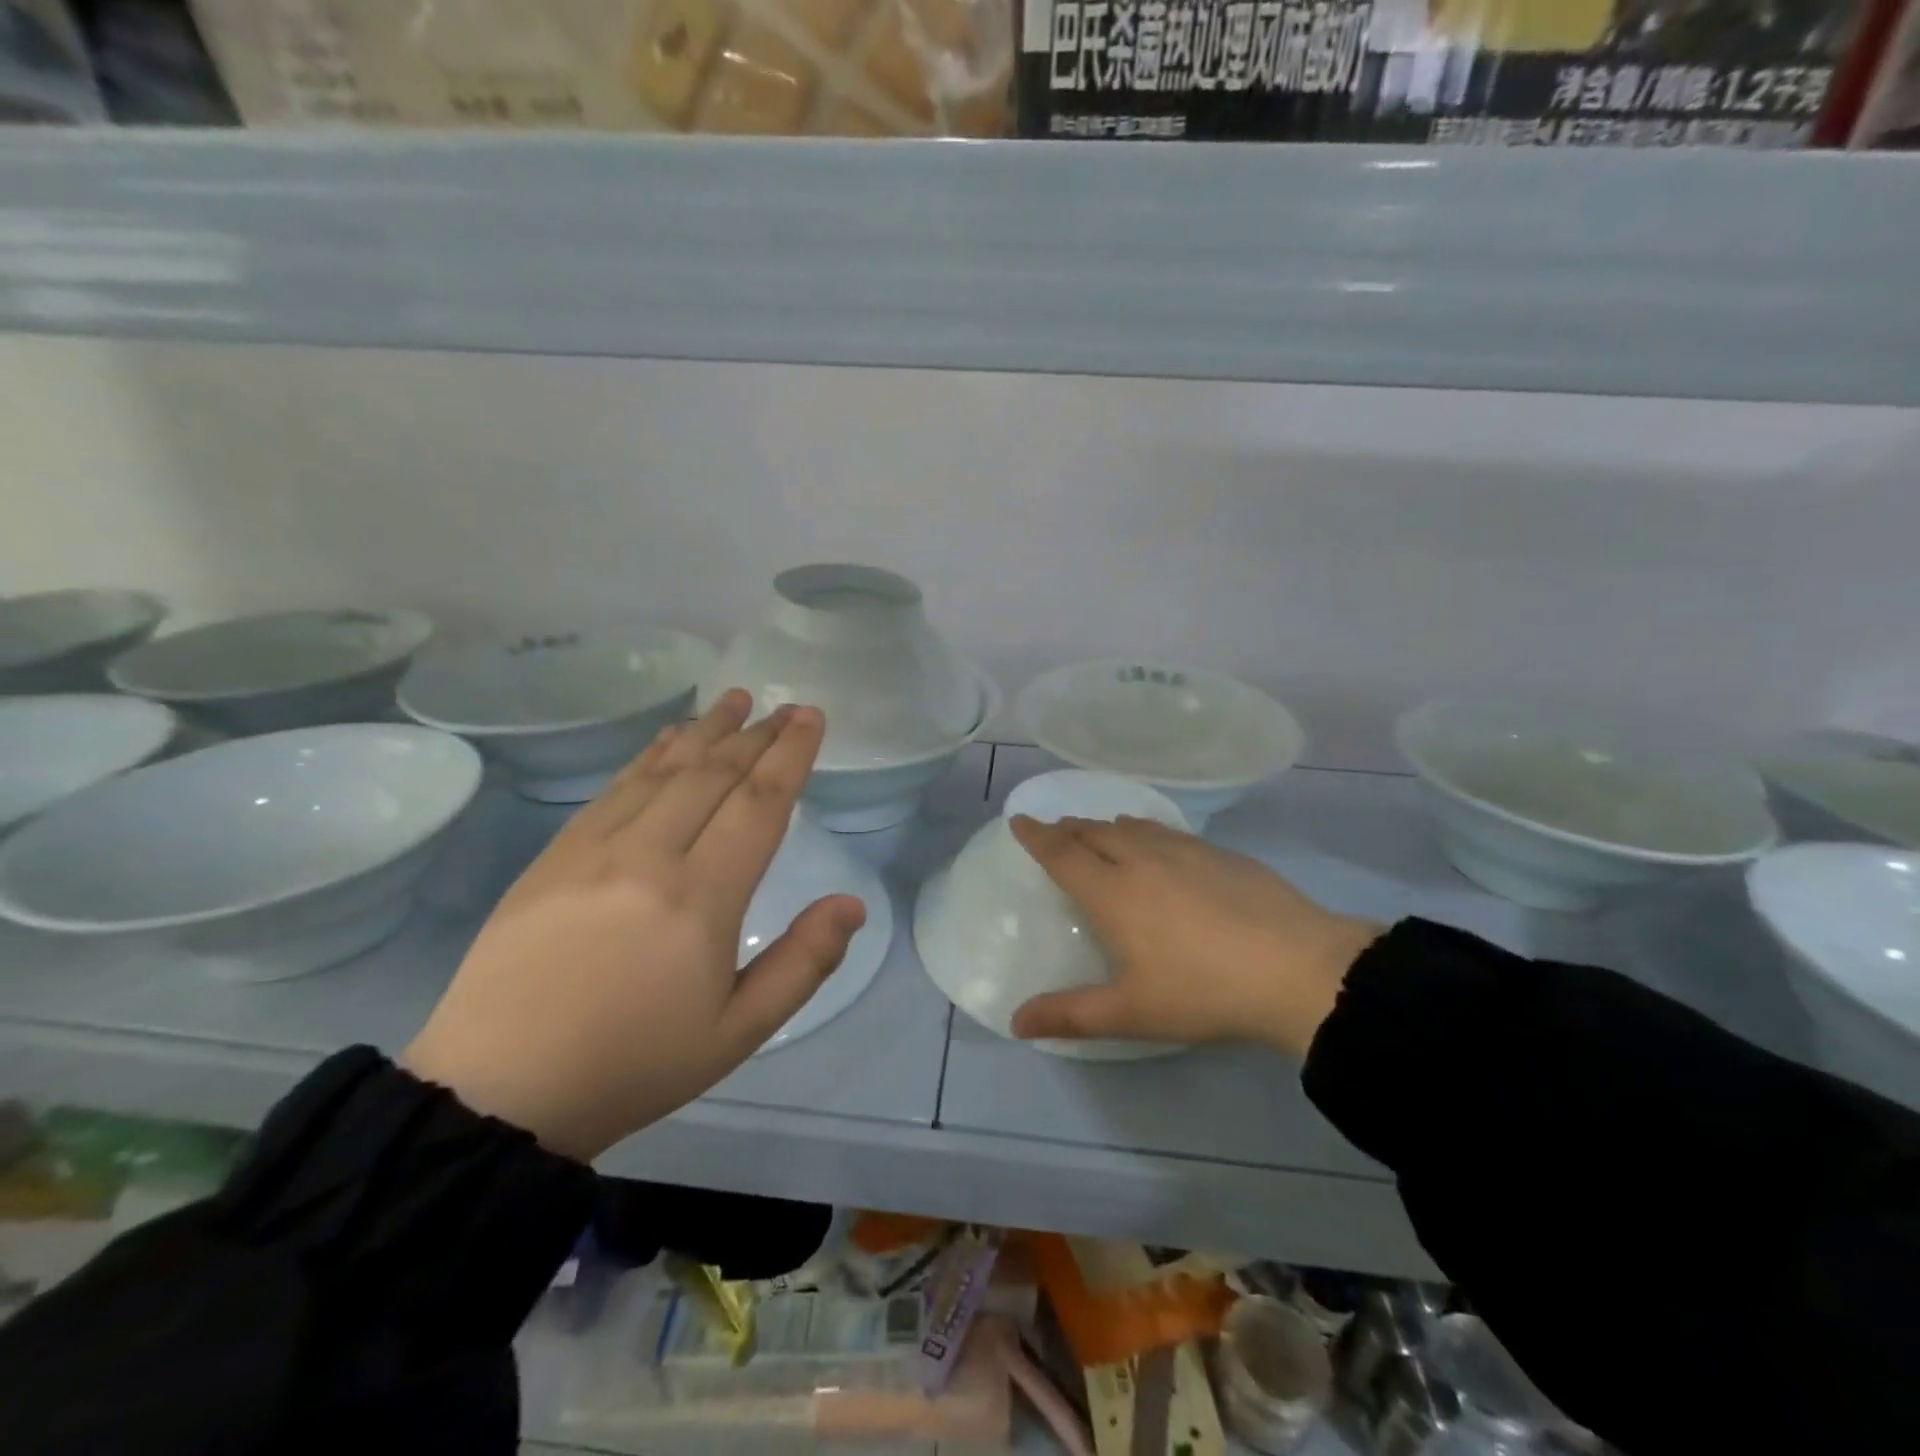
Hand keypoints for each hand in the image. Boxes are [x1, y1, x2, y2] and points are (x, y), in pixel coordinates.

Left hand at [402, 691, 865, 1161]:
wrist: (498, 1091)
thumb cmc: (634, 1064)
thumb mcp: (738, 1032)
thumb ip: (803, 963)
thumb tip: (852, 904)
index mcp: (701, 899)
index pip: (758, 805)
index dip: (789, 755)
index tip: (810, 718)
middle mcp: (649, 857)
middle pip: (713, 775)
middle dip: (756, 735)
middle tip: (784, 706)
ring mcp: (594, 850)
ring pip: (662, 771)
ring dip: (704, 731)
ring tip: (733, 701)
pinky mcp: (555, 856)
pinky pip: (614, 788)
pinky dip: (650, 755)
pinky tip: (667, 740)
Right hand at [1007, 815, 1381, 1058]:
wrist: (1299, 968)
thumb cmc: (1204, 991)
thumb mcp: (1132, 1012)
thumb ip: (1070, 1015)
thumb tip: (1015, 1022)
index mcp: (1113, 891)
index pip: (1062, 853)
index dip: (1036, 836)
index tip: (1019, 821)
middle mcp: (1142, 858)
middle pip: (1093, 831)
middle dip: (1068, 829)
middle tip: (1055, 833)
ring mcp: (1185, 851)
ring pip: (1132, 826)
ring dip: (1106, 827)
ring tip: (1100, 835)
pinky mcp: (1221, 853)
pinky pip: (1166, 832)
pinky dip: (1145, 832)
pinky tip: (1159, 848)